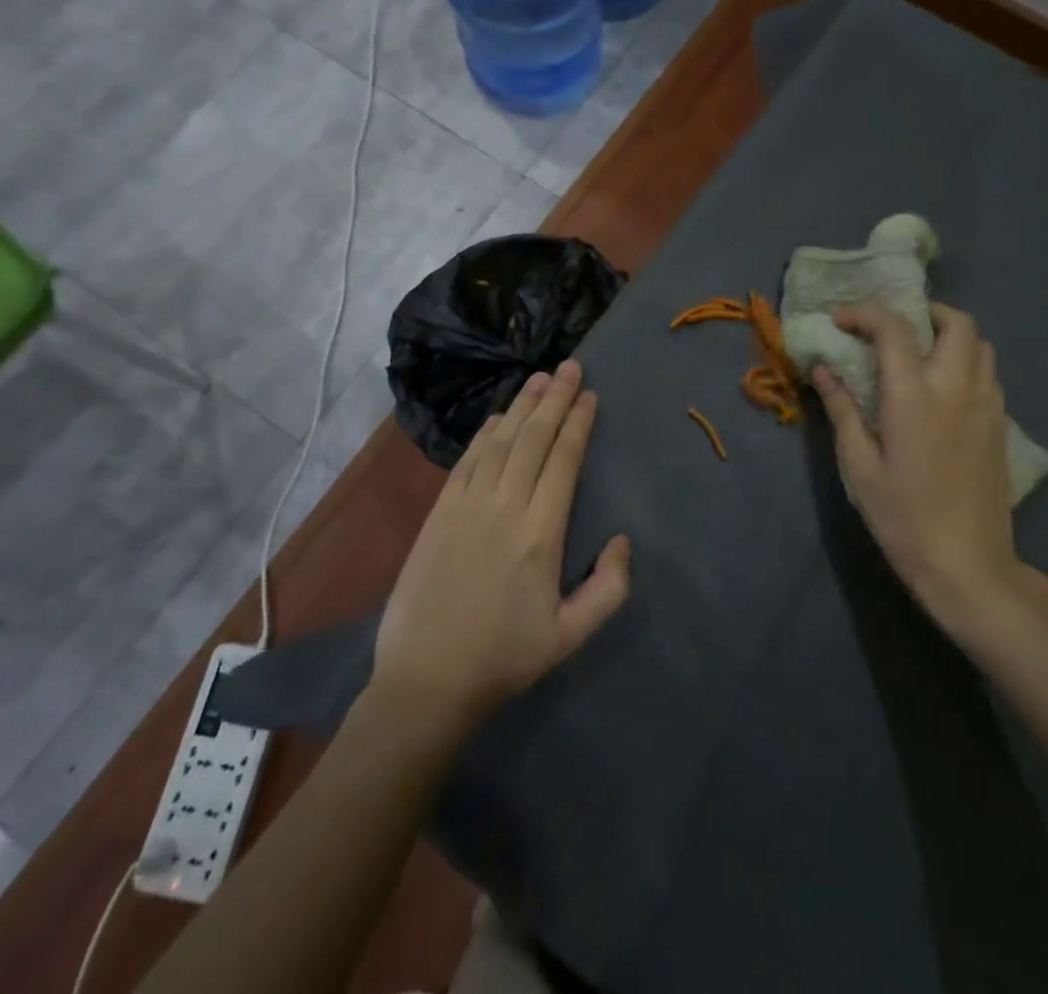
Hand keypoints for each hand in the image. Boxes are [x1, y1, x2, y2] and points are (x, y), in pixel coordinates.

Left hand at [374, 360, 631, 729]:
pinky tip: (497, 418)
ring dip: (521, 406)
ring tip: (538, 378)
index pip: (563, 460)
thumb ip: (608, 588)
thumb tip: (621, 539)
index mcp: (541, 533)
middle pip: (533, 438)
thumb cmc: (504, 658)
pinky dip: (485, 434)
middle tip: (569, 366)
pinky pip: (466, 461)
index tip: (589, 394)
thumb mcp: (570, 636)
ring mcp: (466, 506)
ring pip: (500, 441)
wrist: (426, 682)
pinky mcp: (439, 514)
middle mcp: (504, 507)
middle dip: (554, 398)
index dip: (577, 422)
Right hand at [814, 302, 1033, 640]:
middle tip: (893, 329)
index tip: (840, 320)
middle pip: (956, 322)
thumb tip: (823, 368)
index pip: (894, 328)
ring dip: (949, 336)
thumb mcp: (859, 465)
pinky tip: (944, 391)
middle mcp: (956, 387)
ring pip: (980, 344)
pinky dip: (966, 363)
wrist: (967, 564)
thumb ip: (842, 409)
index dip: (864, 313)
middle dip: (924, 313)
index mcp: (914, 394)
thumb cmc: (902, 516)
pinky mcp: (1001, 425)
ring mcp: (987, 404)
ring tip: (920, 355)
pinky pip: (989, 374)